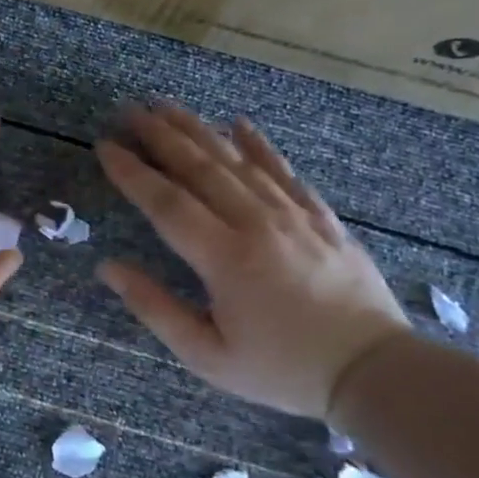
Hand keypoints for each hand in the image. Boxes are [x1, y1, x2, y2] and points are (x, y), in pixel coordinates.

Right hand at [96, 106, 407, 417]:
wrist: (373, 371)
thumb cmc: (282, 369)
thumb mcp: (207, 355)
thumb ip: (154, 308)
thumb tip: (108, 267)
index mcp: (224, 258)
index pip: (166, 202)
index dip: (132, 172)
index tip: (105, 145)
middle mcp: (256, 224)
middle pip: (200, 168)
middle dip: (160, 135)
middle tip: (129, 110)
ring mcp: (293, 215)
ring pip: (237, 160)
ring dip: (198, 130)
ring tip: (168, 106)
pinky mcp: (321, 217)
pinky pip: (284, 171)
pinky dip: (258, 145)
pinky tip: (238, 123)